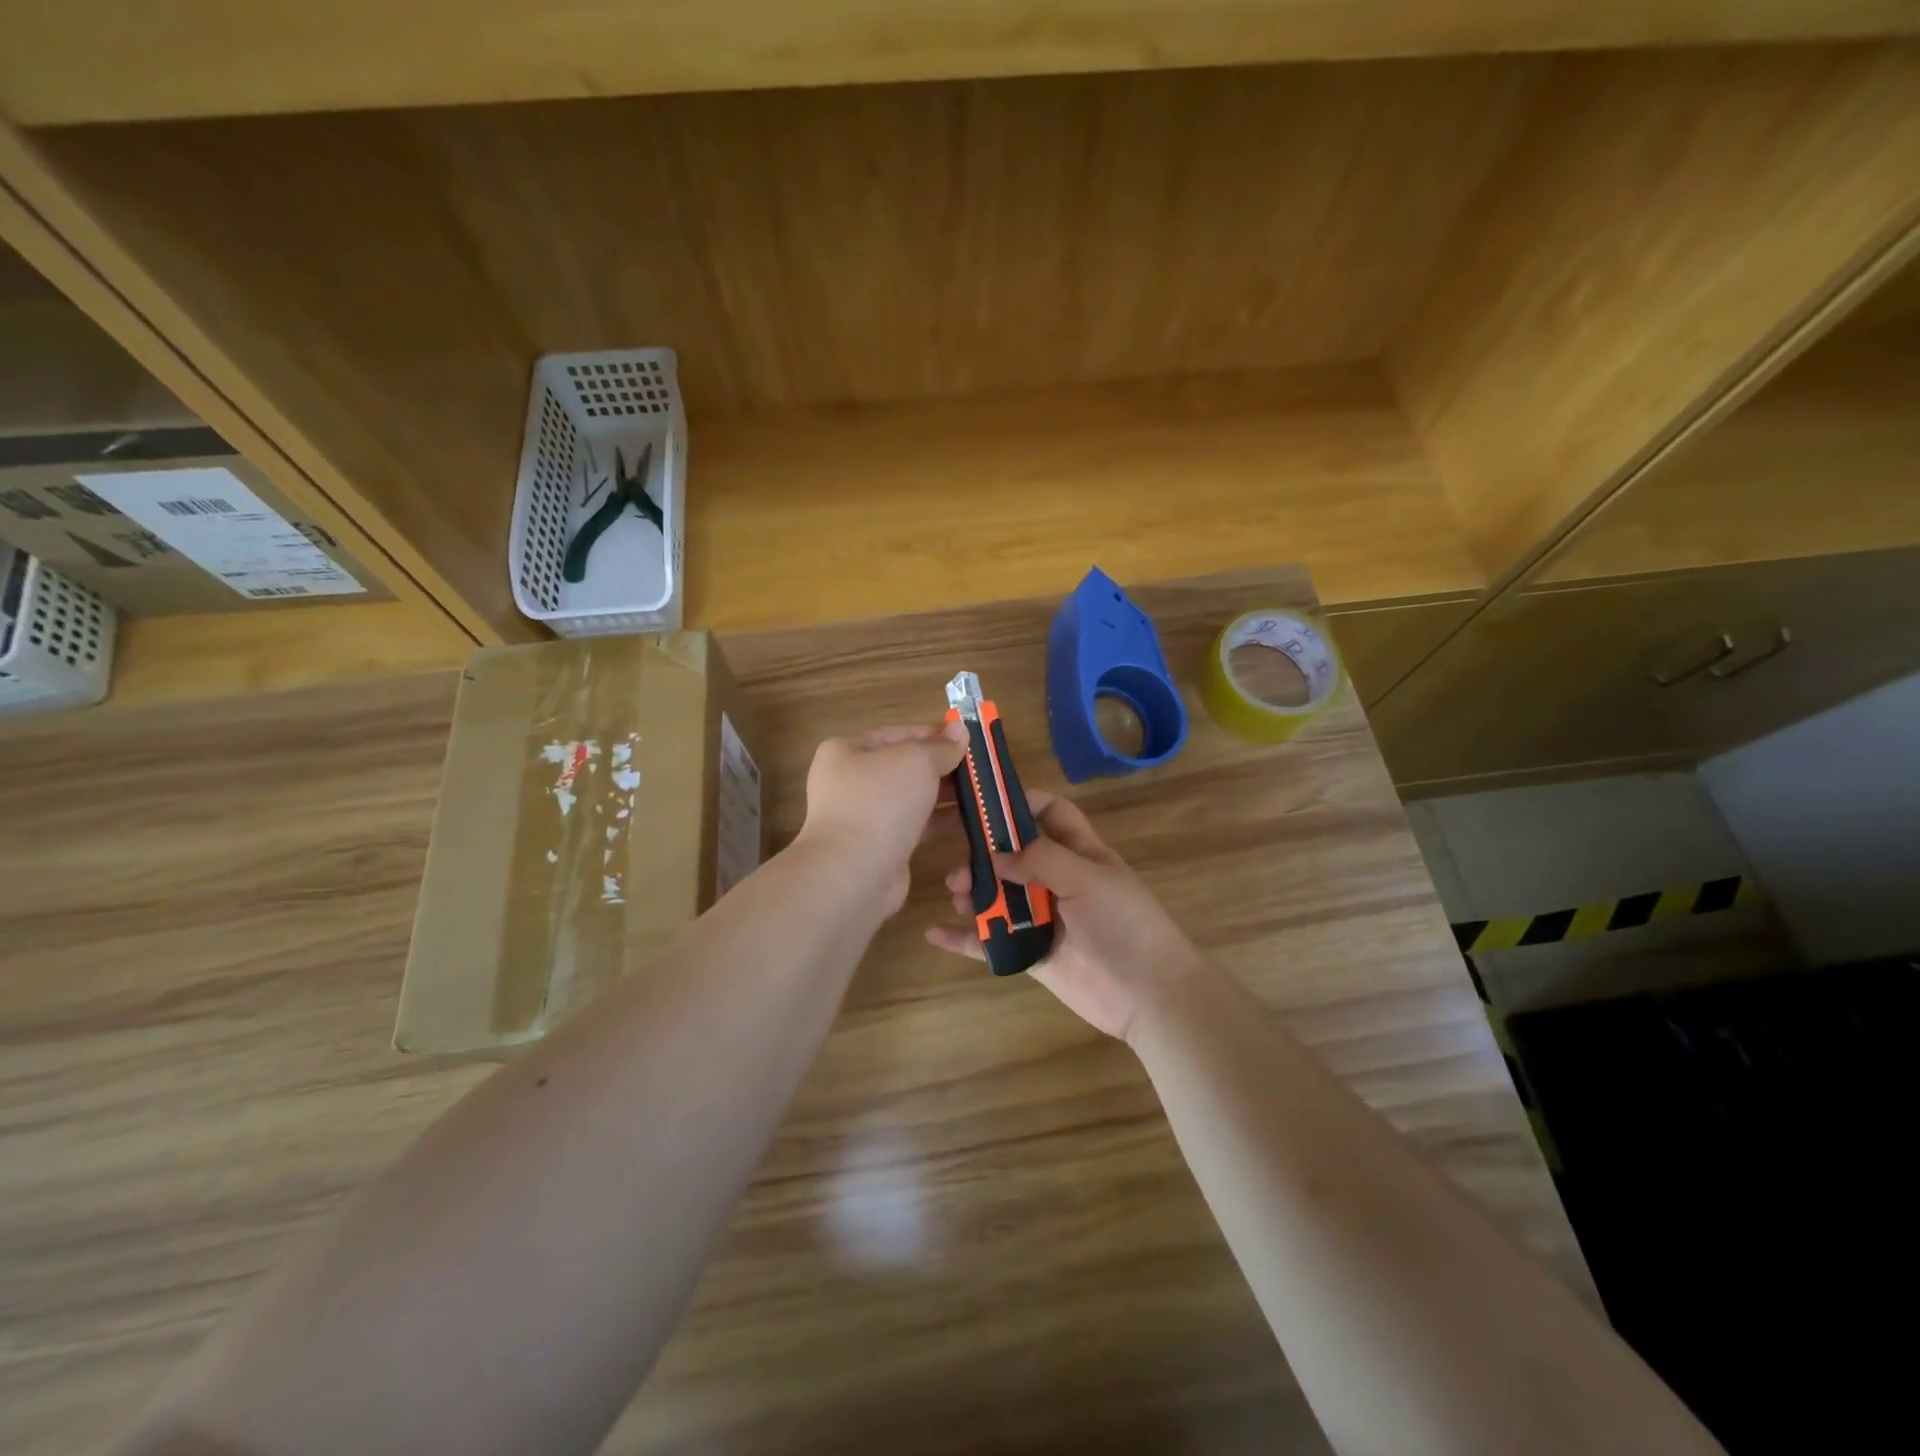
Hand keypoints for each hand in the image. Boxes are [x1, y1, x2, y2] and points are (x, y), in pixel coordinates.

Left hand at [795, 723, 968, 915]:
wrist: (854, 872)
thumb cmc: (880, 802)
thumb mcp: (916, 761)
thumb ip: (941, 747)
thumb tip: (960, 730)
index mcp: (848, 751)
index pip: (897, 734)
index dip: (933, 734)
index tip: (967, 738)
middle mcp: (852, 782)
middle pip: (906, 767)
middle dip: (943, 766)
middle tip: (980, 767)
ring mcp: (865, 817)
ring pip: (912, 798)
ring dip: (946, 794)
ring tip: (983, 792)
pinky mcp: (881, 847)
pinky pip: (915, 826)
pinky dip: (940, 821)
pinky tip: (971, 820)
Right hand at [926, 792, 1207, 1042]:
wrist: (1150, 995)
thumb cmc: (1125, 926)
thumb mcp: (1088, 879)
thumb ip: (1041, 860)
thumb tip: (996, 856)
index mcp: (1081, 853)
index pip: (1052, 812)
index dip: (1022, 802)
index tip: (985, 802)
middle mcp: (1059, 880)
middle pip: (1014, 855)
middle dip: (985, 854)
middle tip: (961, 866)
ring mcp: (1044, 917)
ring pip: (999, 896)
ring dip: (973, 893)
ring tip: (956, 895)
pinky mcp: (1032, 953)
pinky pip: (992, 941)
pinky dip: (964, 938)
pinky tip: (936, 933)